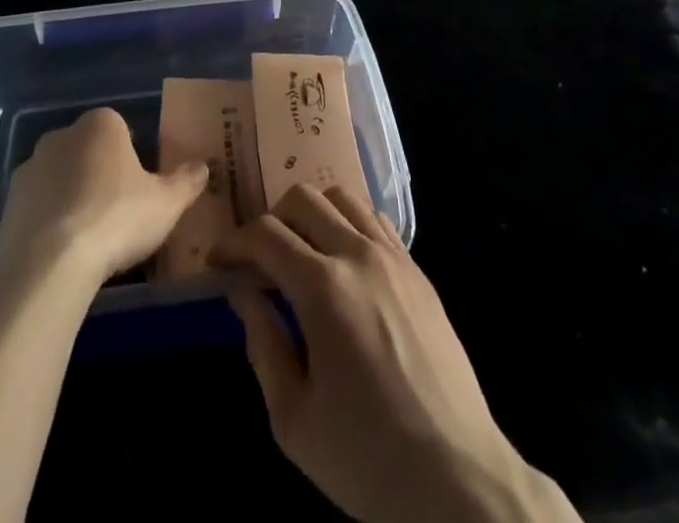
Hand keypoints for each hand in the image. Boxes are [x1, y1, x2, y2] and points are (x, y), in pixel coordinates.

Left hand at [0, 107, 207, 287]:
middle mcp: (62, 135)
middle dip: (100, 173)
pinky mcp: (8, 202)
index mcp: (101, 124)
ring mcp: (30, 167)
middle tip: (117, 212)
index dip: (132, 157)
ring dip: (71, 195)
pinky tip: (62, 250)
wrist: (49, 264)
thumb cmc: (116, 219)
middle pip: (88, 150)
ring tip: (89, 236)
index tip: (139, 188)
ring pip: (60, 176)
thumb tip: (203, 167)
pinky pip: (38, 204)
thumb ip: (186, 181)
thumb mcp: (166, 203)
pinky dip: (49, 220)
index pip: (121, 129)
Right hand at [212, 185, 577, 522]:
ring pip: (342, 197)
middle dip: (270, 219)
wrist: (459, 480)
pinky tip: (343, 261)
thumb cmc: (368, 458)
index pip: (266, 234)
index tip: (219, 261)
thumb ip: (263, 343)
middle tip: (259, 259)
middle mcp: (359, 255)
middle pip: (303, 198)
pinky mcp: (419, 271)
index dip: (234, 241)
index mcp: (323, 288)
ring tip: (300, 252)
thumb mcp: (294, 418)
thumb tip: (244, 292)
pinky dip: (348, 223)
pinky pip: (376, 220)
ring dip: (311, 214)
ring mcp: (395, 258)